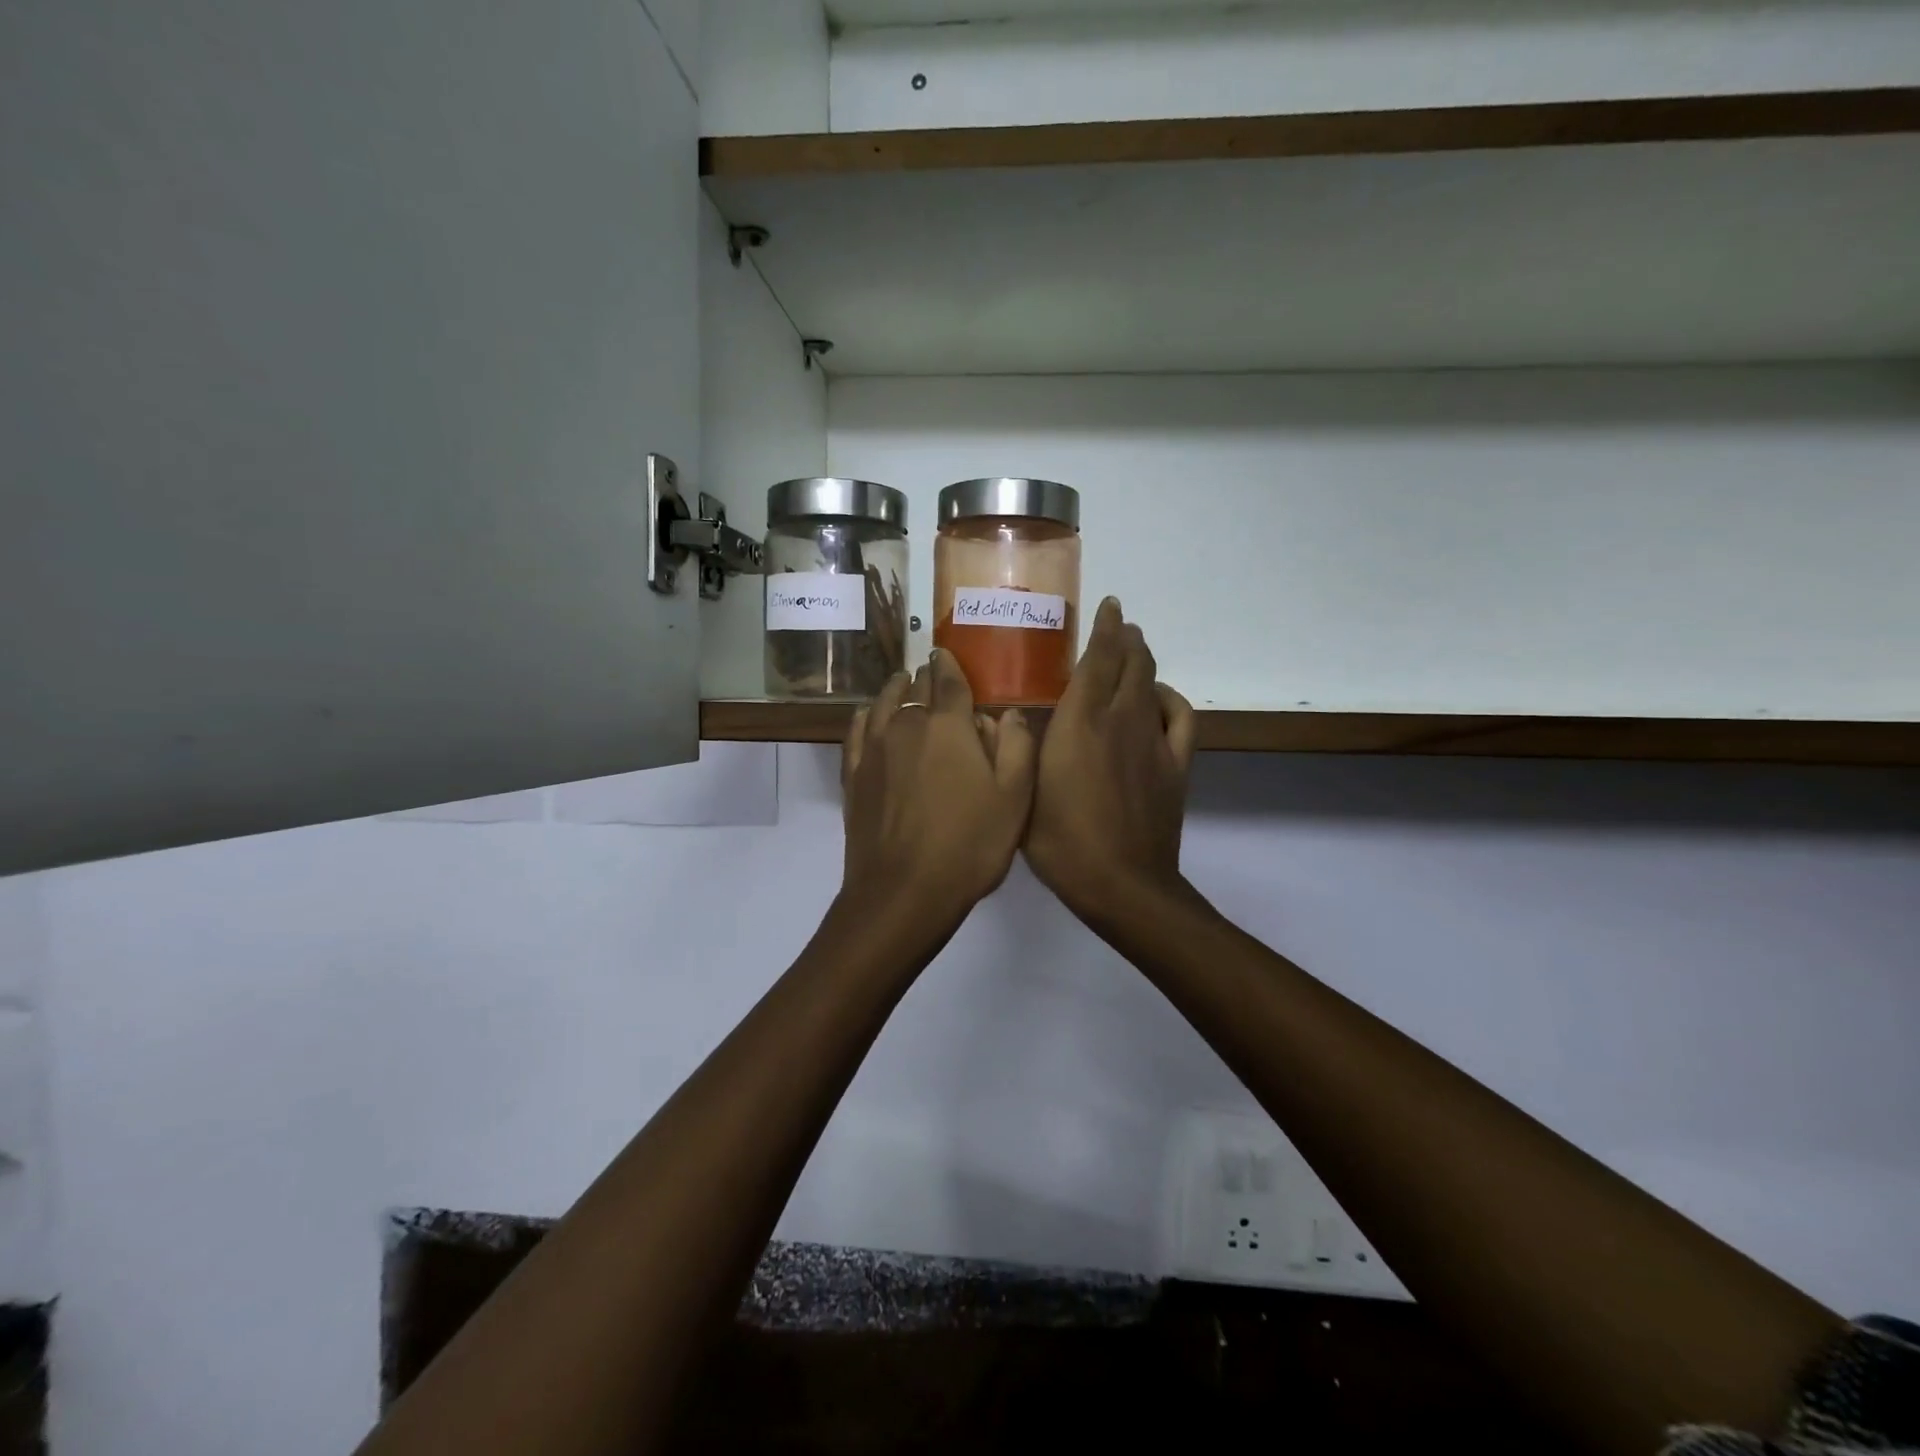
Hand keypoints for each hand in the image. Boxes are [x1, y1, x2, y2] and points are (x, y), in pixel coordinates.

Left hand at [841, 649, 1036, 923]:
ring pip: (882, 703)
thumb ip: (1017, 746)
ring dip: (895, 690)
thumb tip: (1006, 711)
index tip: (948, 654)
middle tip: (935, 676)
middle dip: (927, 678)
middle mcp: (906, 725)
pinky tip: (868, 714)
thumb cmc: (969, 845)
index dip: (951, 664)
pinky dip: (865, 715)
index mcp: (948, 725)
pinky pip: (857, 730)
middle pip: (916, 688)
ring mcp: (874, 749)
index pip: (949, 679)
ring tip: (903, 683)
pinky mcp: (854, 775)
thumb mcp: (1015, 798)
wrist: (903, 892)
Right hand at [1024, 599, 1196, 922]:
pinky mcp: (1175, 765)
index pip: (1097, 660)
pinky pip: (1180, 718)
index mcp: (1079, 722)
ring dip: (1146, 661)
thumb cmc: (1060, 841)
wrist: (1121, 883)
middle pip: (1130, 663)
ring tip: (1136, 651)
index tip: (1108, 606)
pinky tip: (1161, 698)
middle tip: (1120, 625)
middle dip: (1126, 638)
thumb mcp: (1023, 790)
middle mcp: (1119, 720)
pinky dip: (1171, 699)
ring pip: (1154, 684)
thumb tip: (1018, 721)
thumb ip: (1022, 749)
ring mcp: (1153, 741)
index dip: (1104, 628)